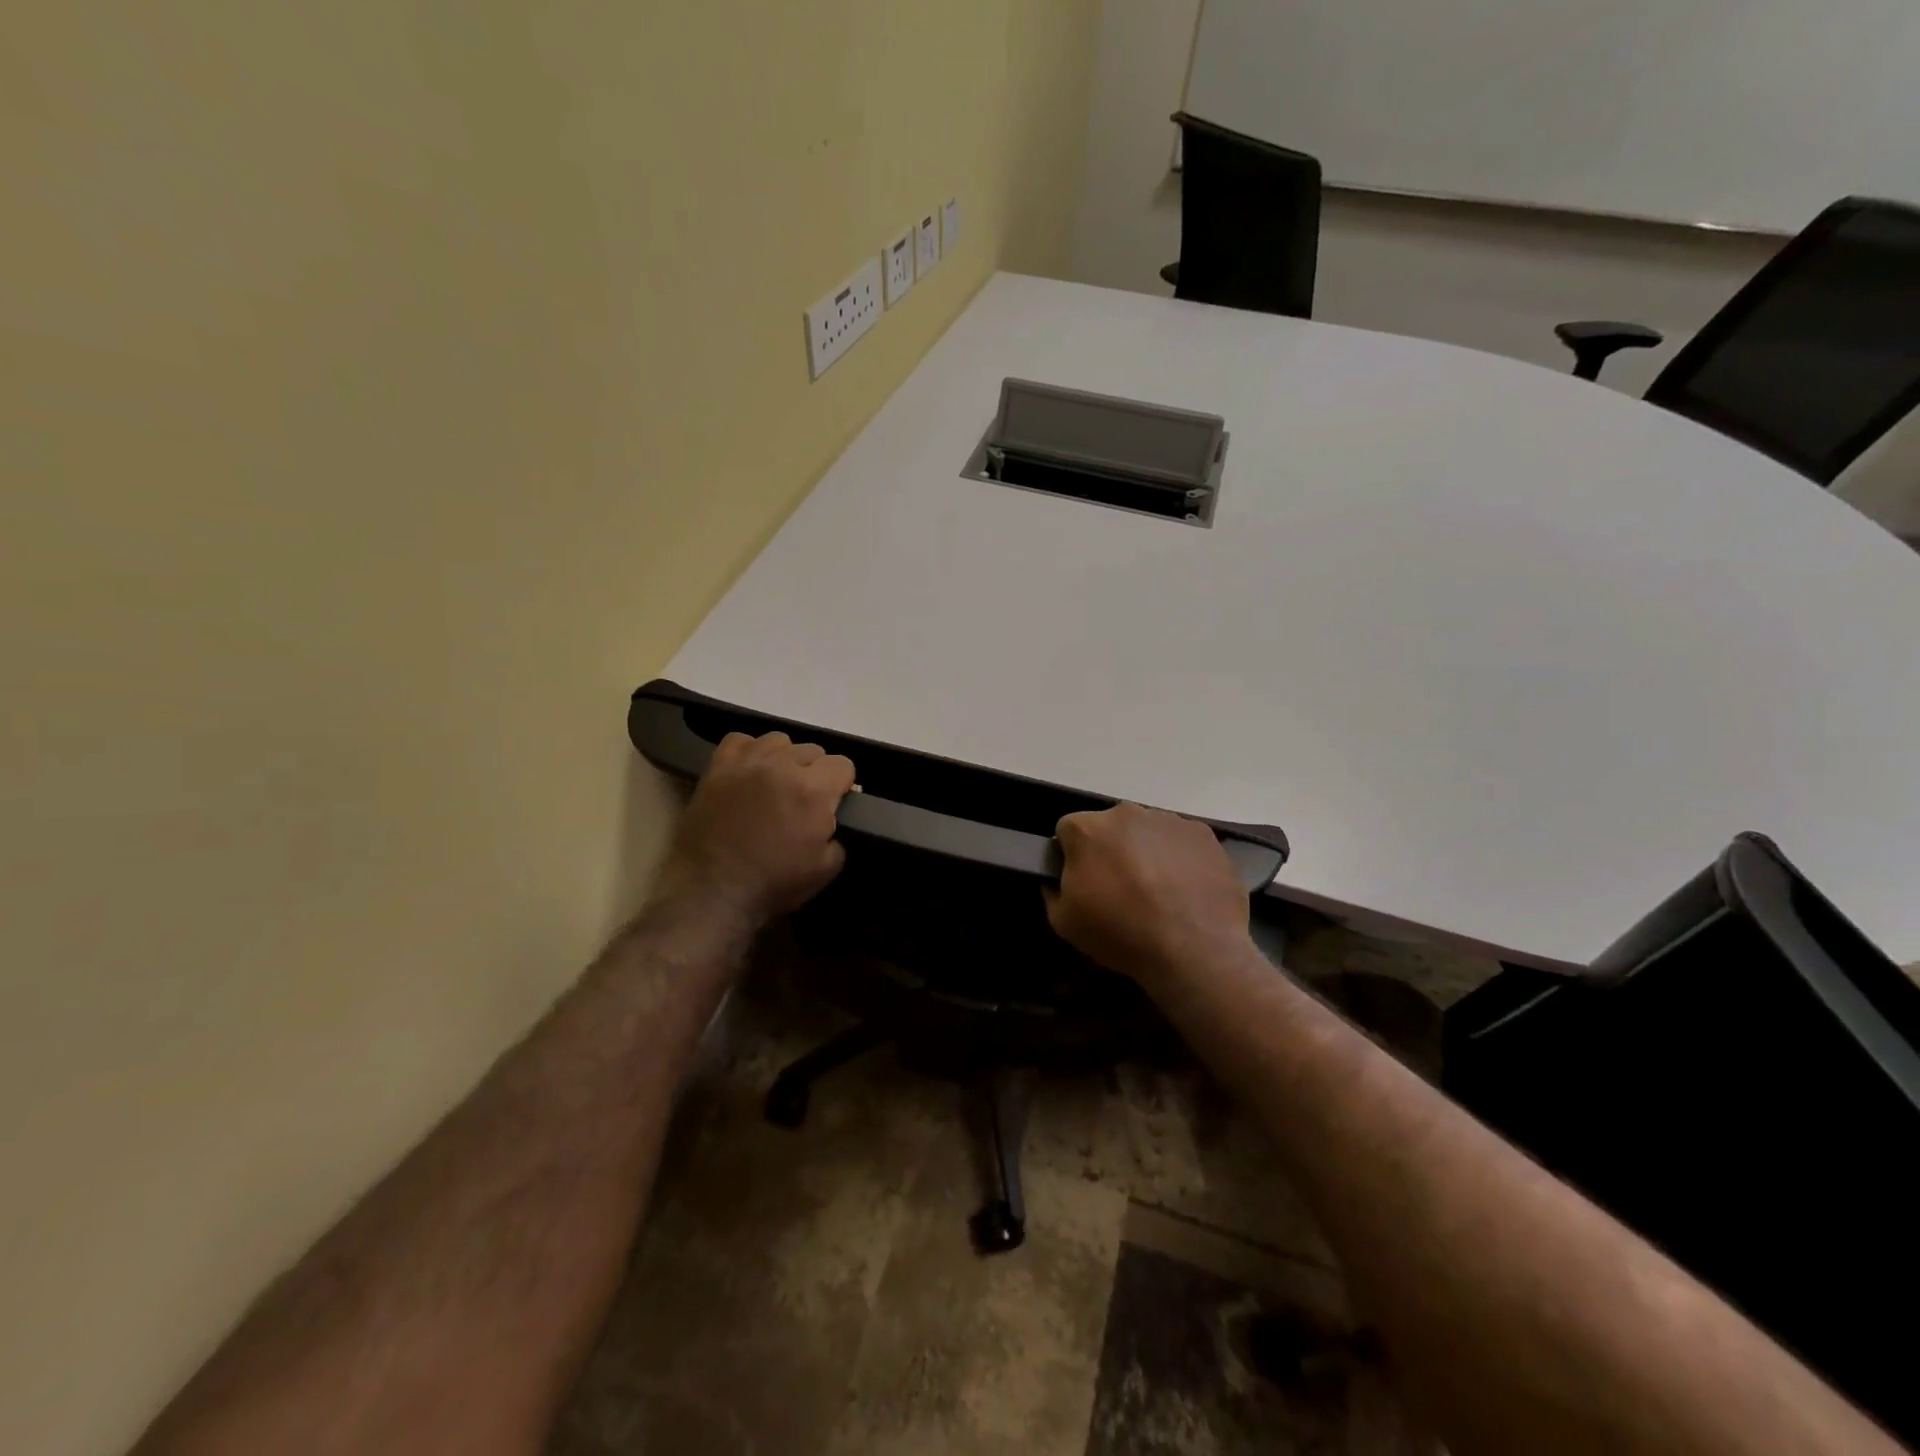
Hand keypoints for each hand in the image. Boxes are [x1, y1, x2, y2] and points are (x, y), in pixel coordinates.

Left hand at [659, 732, 856, 922]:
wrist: (711, 892)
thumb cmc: (772, 884)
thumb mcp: (826, 869)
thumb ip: (839, 835)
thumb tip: (832, 819)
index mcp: (813, 790)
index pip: (843, 764)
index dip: (842, 786)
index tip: (834, 804)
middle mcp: (783, 765)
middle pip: (813, 750)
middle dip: (815, 773)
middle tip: (802, 801)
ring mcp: (747, 762)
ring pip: (779, 741)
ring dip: (784, 759)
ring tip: (775, 784)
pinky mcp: (717, 767)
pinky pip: (741, 741)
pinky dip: (749, 752)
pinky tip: (749, 773)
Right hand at [1045, 803, 1252, 987]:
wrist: (1195, 948)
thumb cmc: (1122, 933)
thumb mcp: (1064, 923)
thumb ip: (1052, 892)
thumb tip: (1058, 881)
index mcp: (1087, 828)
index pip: (1067, 830)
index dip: (1071, 855)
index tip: (1083, 880)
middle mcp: (1126, 813)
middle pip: (1109, 826)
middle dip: (1110, 850)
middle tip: (1121, 888)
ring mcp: (1167, 820)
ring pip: (1146, 831)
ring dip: (1145, 852)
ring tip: (1158, 892)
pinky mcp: (1202, 833)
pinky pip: (1180, 841)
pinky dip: (1179, 858)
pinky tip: (1185, 890)